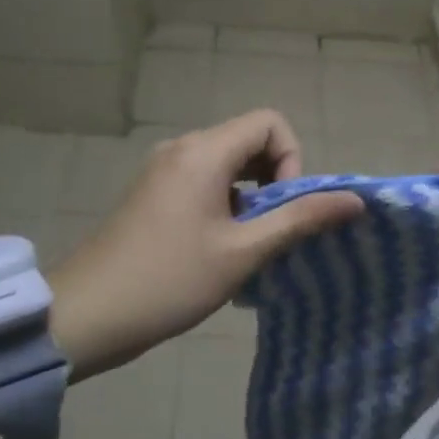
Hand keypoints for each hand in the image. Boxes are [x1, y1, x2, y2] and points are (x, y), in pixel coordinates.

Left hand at [48, 110, 361, 378]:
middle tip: (272, 230)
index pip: (270, 123)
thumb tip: (354, 200)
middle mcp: (182, 148)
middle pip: (249, 139)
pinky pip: (204, 179)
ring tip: (248, 243)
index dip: (291, 159)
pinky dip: (225, 202)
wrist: (84, 315)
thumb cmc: (170, 280)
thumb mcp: (243, 252)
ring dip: (251, 195)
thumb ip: (300, 219)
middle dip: (274, 178)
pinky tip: (219, 247)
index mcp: (204, 152)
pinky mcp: (152, 191)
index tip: (283, 208)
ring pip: (227, 163)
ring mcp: (162, 169)